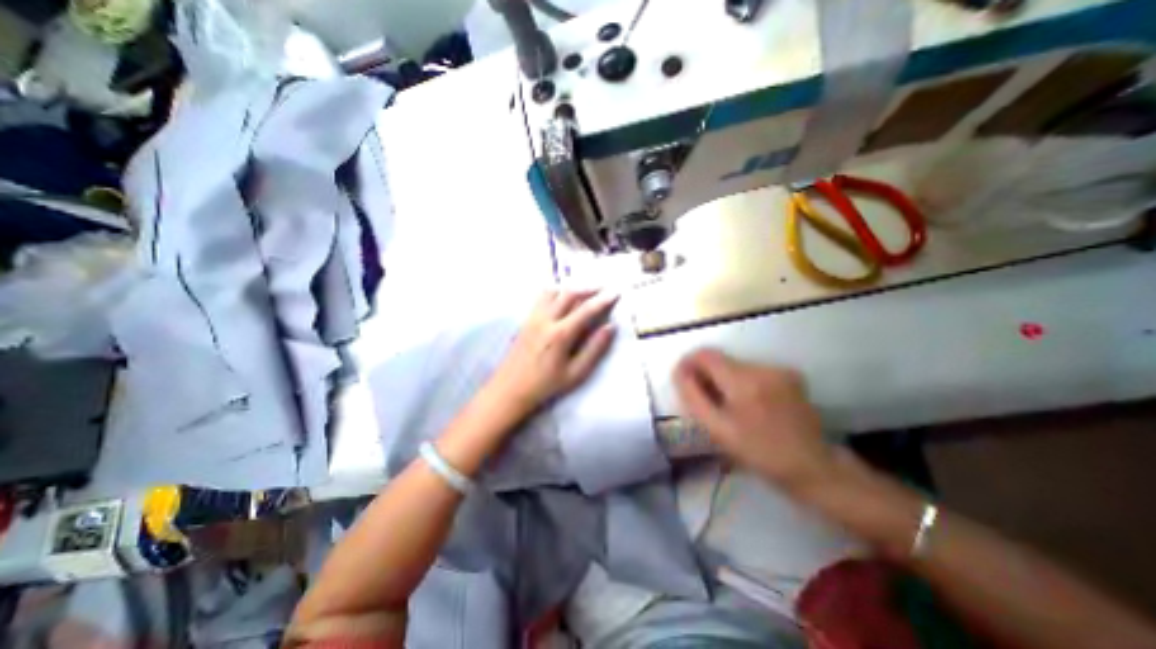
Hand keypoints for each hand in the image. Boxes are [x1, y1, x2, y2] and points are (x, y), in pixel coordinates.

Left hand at [490, 289, 617, 413]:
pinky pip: (541, 298)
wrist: (510, 390)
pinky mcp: (525, 320)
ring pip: (553, 291)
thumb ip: (594, 349)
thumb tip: (610, 327)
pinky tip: (561, 300)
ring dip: (570, 288)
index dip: (603, 300)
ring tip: (583, 292)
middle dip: (588, 288)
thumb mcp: (575, 373)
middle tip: (602, 288)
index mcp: (560, 334)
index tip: (616, 293)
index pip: (586, 310)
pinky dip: (555, 292)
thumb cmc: (545, 386)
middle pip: (569, 294)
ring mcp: (532, 318)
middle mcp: (545, 320)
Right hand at [673, 350, 836, 485]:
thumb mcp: (718, 430)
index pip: (706, 355)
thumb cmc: (760, 453)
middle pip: (721, 360)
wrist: (813, 468)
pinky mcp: (790, 375)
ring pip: (737, 365)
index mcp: (744, 382)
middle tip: (705, 400)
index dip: (689, 362)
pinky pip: (754, 371)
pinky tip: (749, 404)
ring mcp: (780, 370)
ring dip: (725, 379)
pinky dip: (743, 382)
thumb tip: (679, 372)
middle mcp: (763, 368)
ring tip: (728, 406)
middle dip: (707, 375)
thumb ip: (693, 397)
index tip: (683, 380)